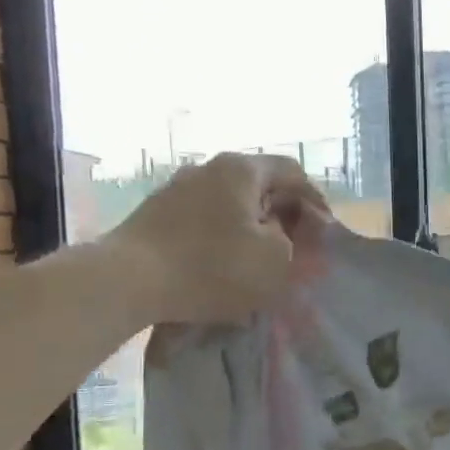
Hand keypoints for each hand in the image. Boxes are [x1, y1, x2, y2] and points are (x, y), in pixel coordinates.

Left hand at [108, 153, 326, 325]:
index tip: (324, 231)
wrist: (126, 281)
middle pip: (260, 185)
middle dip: (284, 214)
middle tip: (296, 245)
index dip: (315, 200)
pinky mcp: (154, 214)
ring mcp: (176, 188)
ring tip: (261, 257)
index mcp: (241, 169)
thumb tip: (286, 237)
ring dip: (252, 226)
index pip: (292, 172)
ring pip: (230, 203)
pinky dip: (223, 236)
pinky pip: (204, 219)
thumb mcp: (275, 260)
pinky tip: (224, 264)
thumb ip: (295, 244)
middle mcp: (208, 168)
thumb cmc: (212, 266)